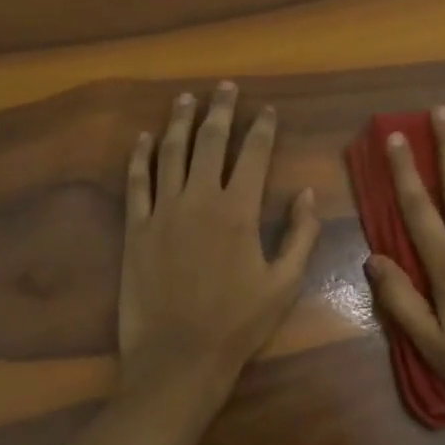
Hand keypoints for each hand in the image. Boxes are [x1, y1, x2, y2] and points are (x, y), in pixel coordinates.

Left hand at [118, 82, 320, 416]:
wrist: (179, 357)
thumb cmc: (238, 323)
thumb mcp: (284, 283)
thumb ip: (301, 235)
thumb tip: (309, 193)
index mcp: (239, 210)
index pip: (255, 155)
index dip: (263, 128)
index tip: (267, 109)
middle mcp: (200, 199)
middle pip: (211, 141)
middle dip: (220, 110)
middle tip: (225, 87)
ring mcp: (162, 211)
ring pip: (171, 153)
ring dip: (179, 122)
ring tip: (185, 98)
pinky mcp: (135, 228)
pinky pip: (136, 182)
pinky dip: (139, 157)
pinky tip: (142, 138)